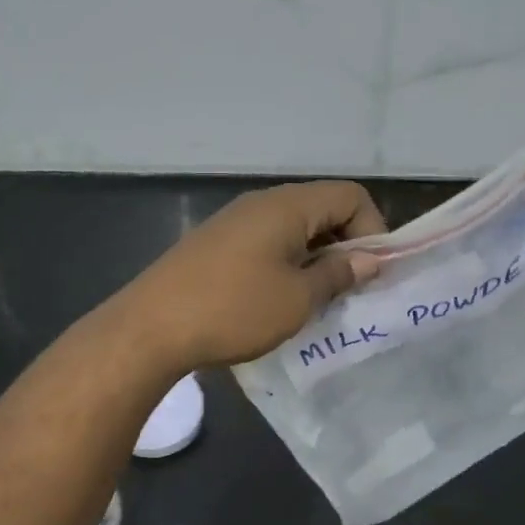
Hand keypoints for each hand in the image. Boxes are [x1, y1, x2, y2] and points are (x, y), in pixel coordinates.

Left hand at [119, 181, 387, 370]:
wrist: (151, 328)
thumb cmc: (234, 310)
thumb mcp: (297, 299)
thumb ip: (338, 274)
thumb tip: (369, 259)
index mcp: (287, 206)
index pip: (350, 196)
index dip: (373, 230)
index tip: (370, 274)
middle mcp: (262, 203)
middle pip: (323, 209)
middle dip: (345, 246)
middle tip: (348, 291)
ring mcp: (234, 222)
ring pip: (294, 229)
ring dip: (315, 260)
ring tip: (315, 301)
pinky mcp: (216, 245)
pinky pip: (267, 244)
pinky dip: (286, 265)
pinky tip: (277, 301)